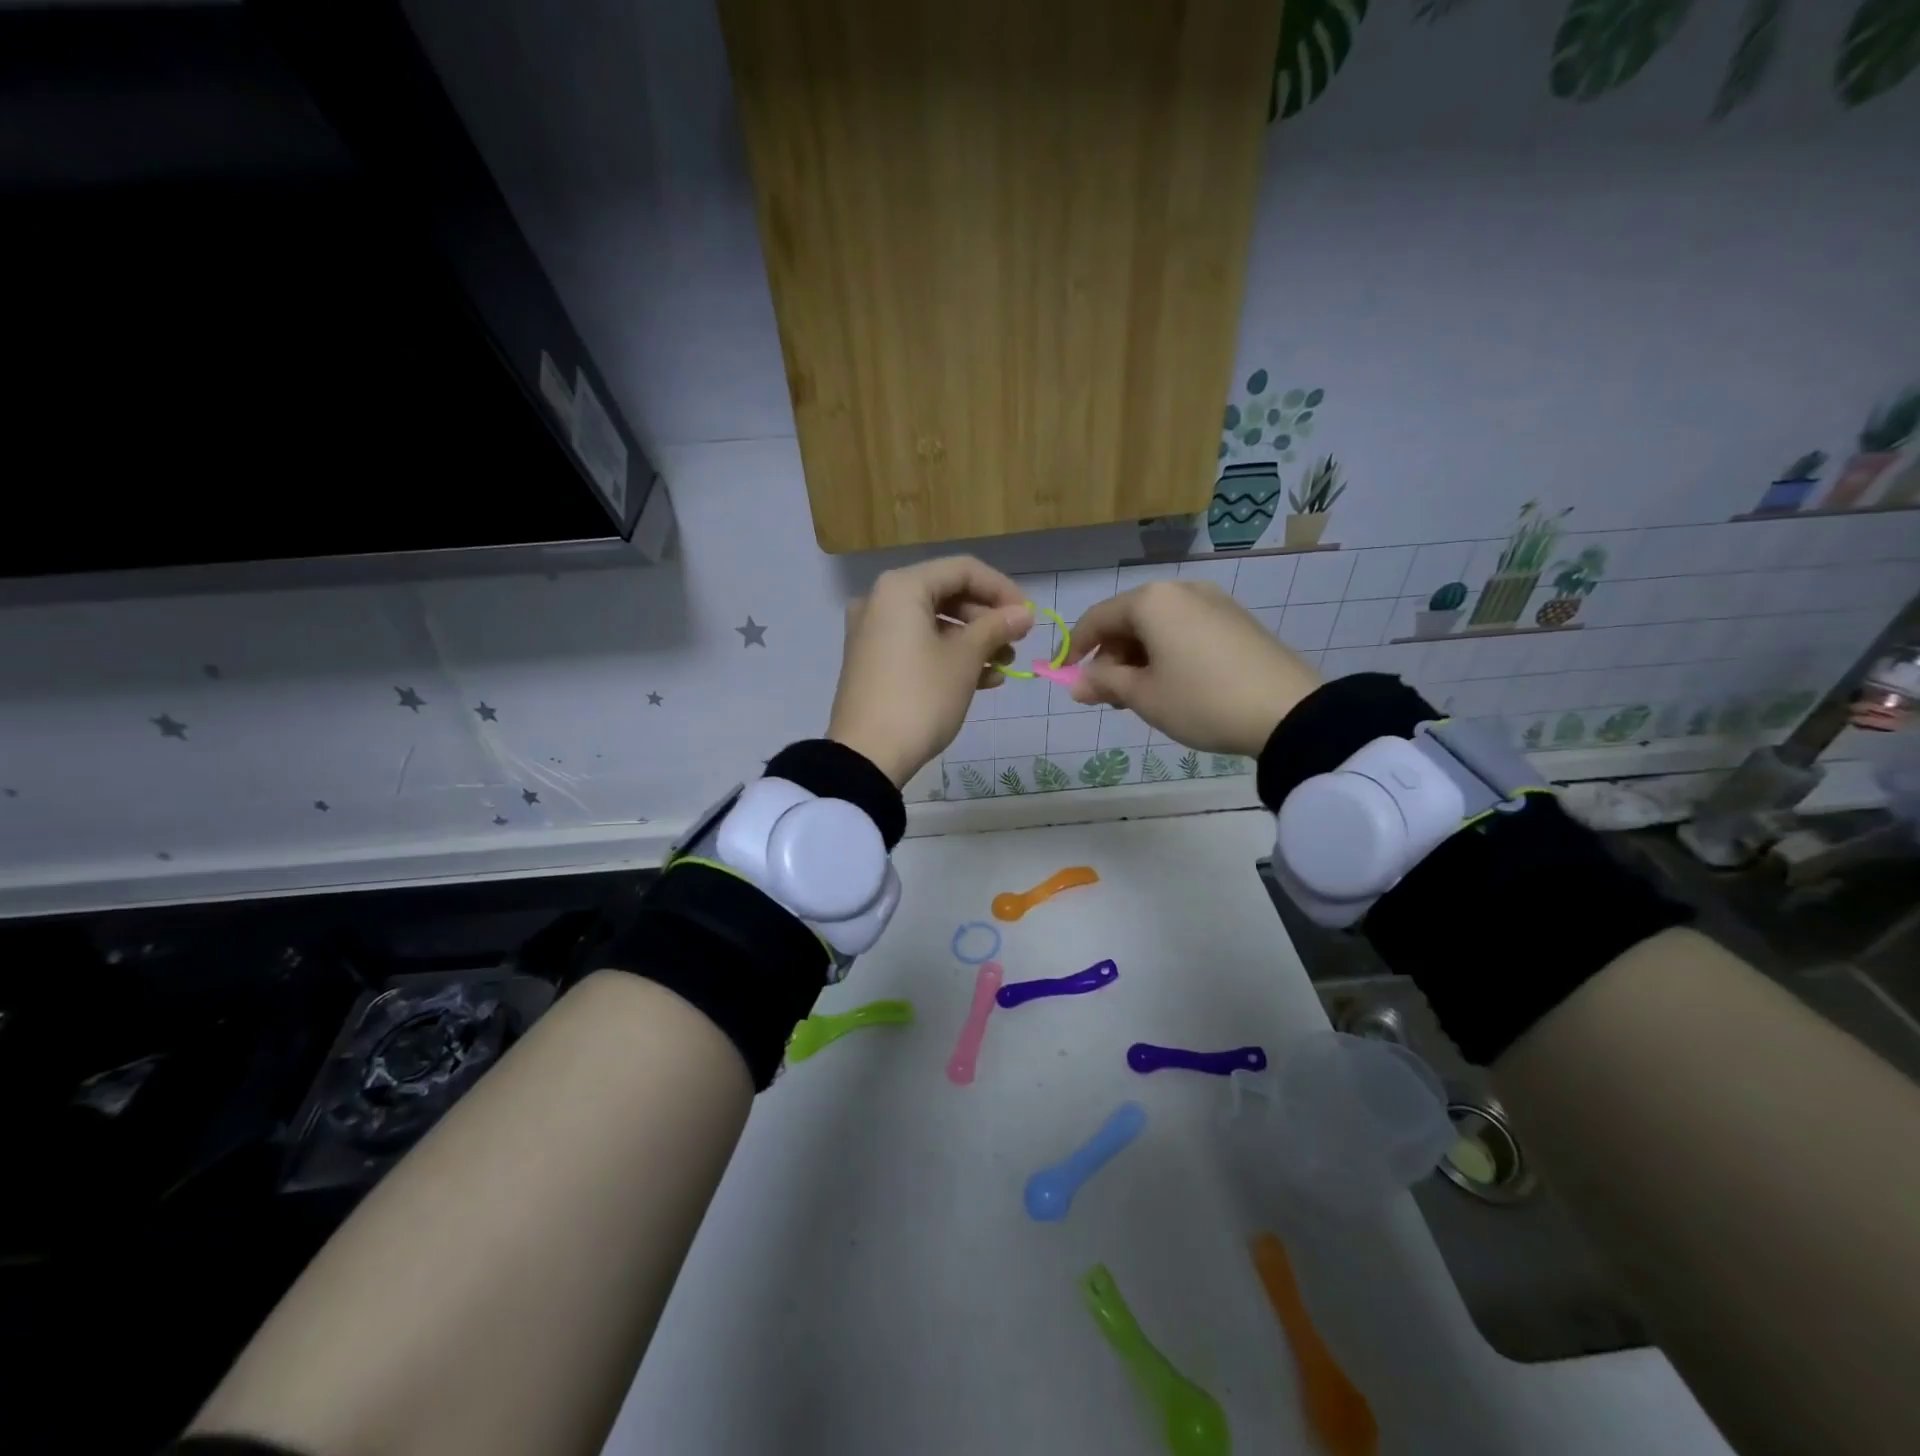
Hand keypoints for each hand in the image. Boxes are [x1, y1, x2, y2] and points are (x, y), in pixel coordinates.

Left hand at [828, 556, 1033, 785]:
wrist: (867, 756)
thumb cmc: (920, 698)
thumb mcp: (964, 660)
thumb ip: (996, 627)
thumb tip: (1024, 613)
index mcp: (901, 588)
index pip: (963, 570)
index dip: (1001, 589)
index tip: (1028, 617)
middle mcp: (881, 601)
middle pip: (947, 595)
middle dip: (987, 618)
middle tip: (1016, 642)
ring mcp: (873, 633)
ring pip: (934, 624)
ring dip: (973, 641)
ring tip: (1004, 666)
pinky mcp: (873, 662)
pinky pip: (918, 645)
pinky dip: (949, 656)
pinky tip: (983, 680)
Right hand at [1067, 580, 1320, 756]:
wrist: (1288, 711)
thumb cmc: (1201, 700)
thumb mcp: (1144, 697)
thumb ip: (1104, 684)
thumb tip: (1076, 684)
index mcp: (1151, 601)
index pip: (1097, 618)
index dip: (1075, 649)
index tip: (1065, 677)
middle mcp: (1181, 590)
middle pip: (1129, 619)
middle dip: (1111, 656)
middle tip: (1108, 696)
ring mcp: (1214, 602)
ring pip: (1159, 626)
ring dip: (1139, 657)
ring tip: (1141, 695)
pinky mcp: (1237, 620)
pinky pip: (1186, 630)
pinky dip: (1168, 652)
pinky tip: (1174, 684)